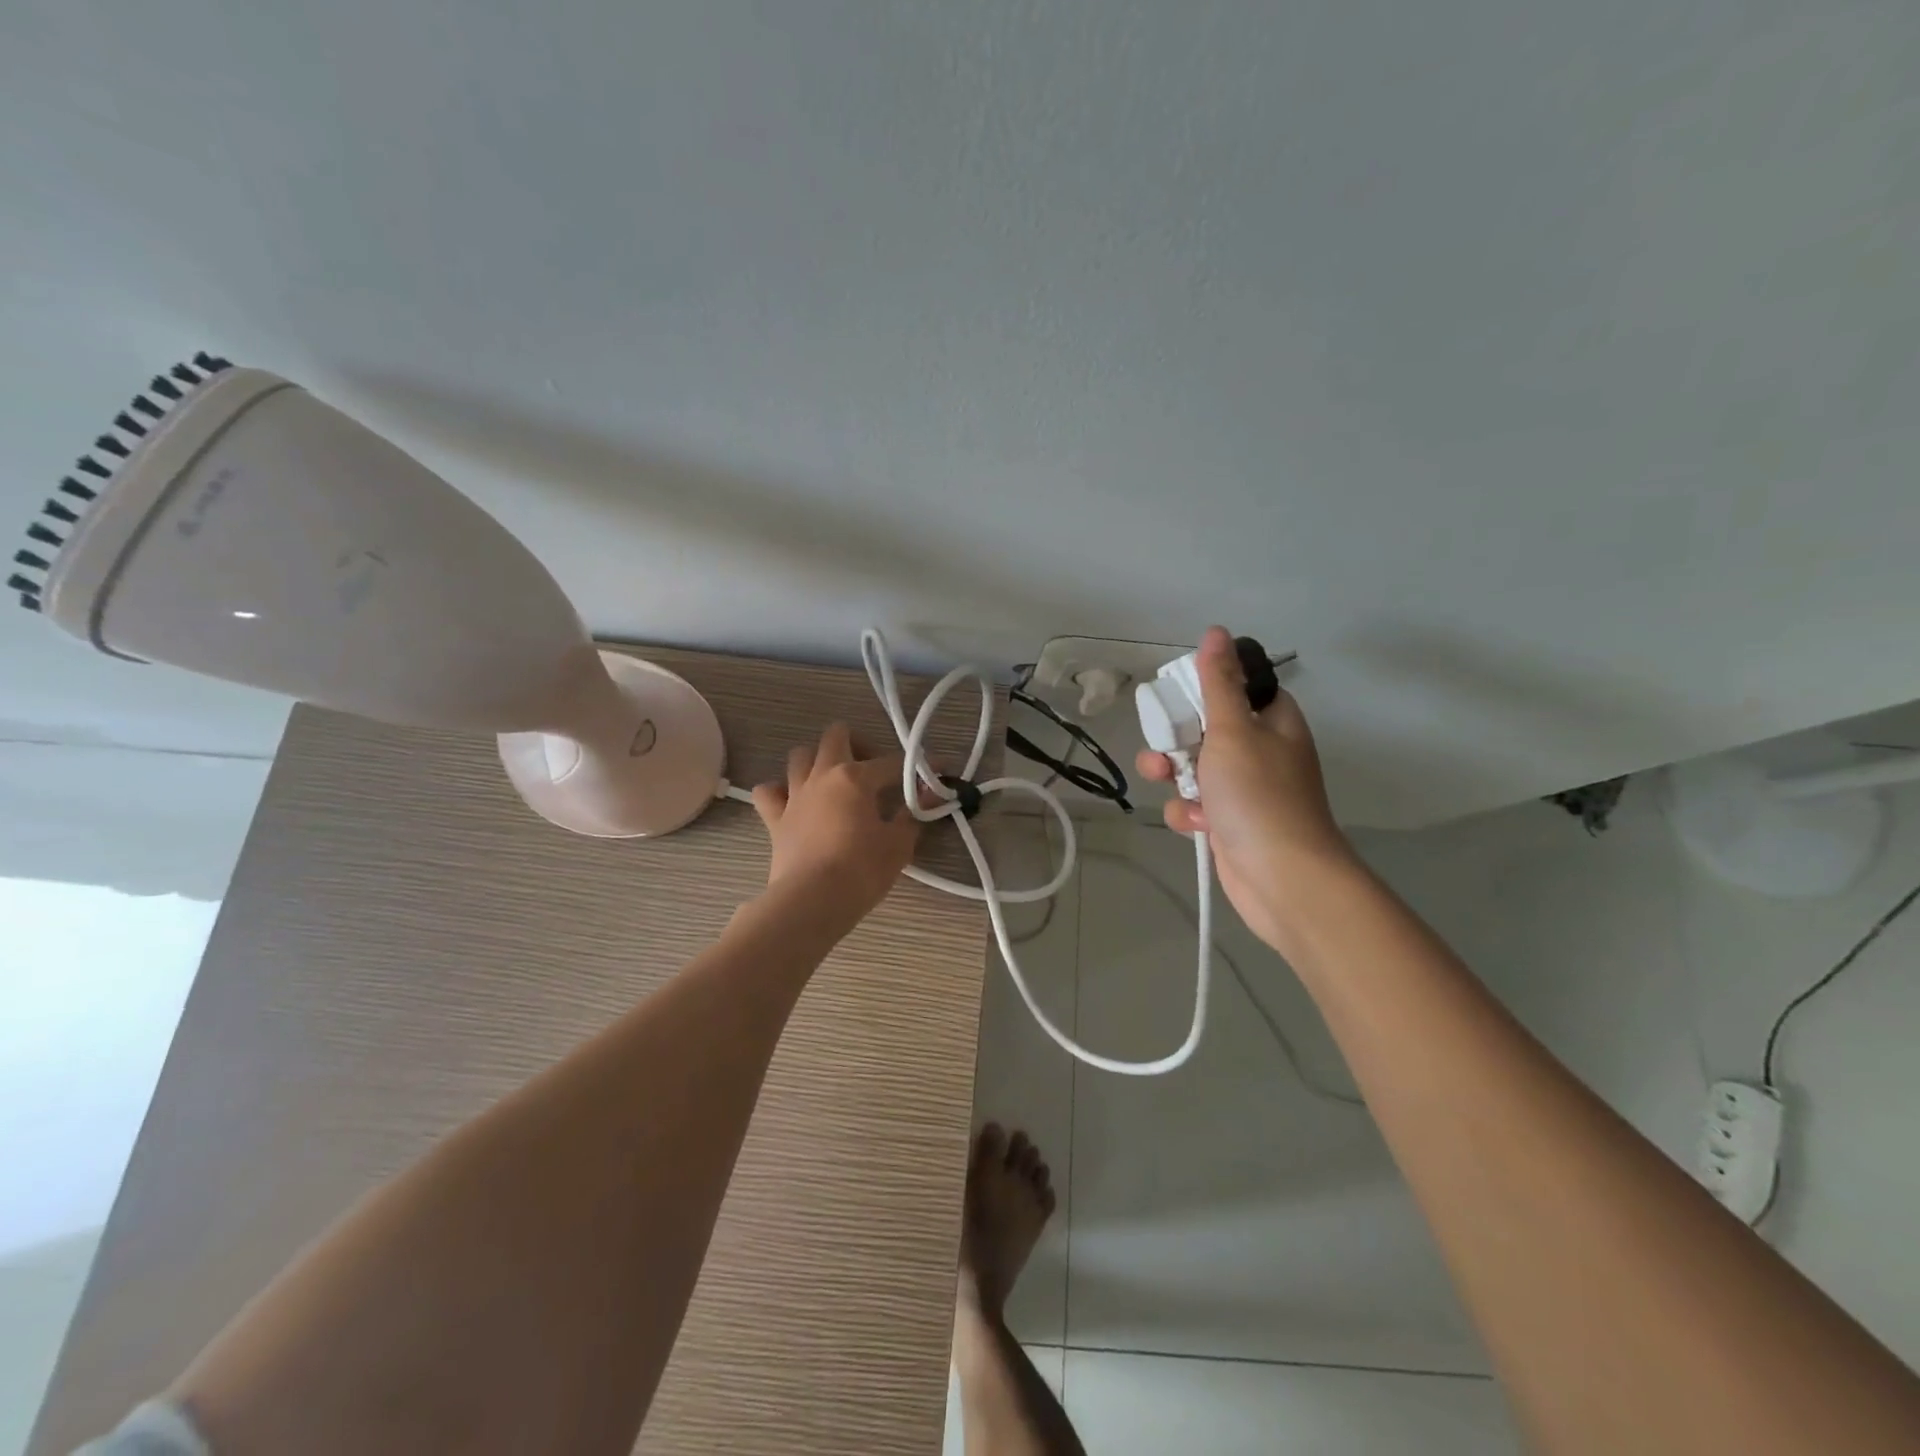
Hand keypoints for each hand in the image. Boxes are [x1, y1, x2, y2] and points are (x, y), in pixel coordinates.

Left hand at [750, 722, 921, 928]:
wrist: (812, 901)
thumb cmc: (862, 871)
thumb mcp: (899, 844)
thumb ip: (913, 814)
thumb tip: (929, 796)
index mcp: (856, 777)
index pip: (893, 762)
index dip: (918, 766)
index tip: (938, 770)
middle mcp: (823, 775)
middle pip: (836, 735)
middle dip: (858, 743)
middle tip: (873, 769)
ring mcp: (795, 794)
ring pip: (800, 755)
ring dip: (818, 761)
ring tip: (834, 782)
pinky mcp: (775, 818)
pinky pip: (769, 792)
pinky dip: (780, 791)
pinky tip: (794, 802)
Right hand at [1136, 626, 1356, 953]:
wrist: (1280, 877)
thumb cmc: (1259, 795)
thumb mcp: (1233, 730)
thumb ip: (1217, 683)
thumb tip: (1216, 632)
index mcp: (1272, 721)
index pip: (1236, 687)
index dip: (1204, 688)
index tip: (1177, 695)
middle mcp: (1261, 751)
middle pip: (1205, 727)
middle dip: (1176, 737)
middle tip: (1164, 744)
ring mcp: (1244, 789)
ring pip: (1193, 768)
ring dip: (1174, 775)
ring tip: (1167, 782)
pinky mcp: (1227, 823)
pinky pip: (1195, 805)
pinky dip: (1188, 812)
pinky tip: (1195, 823)